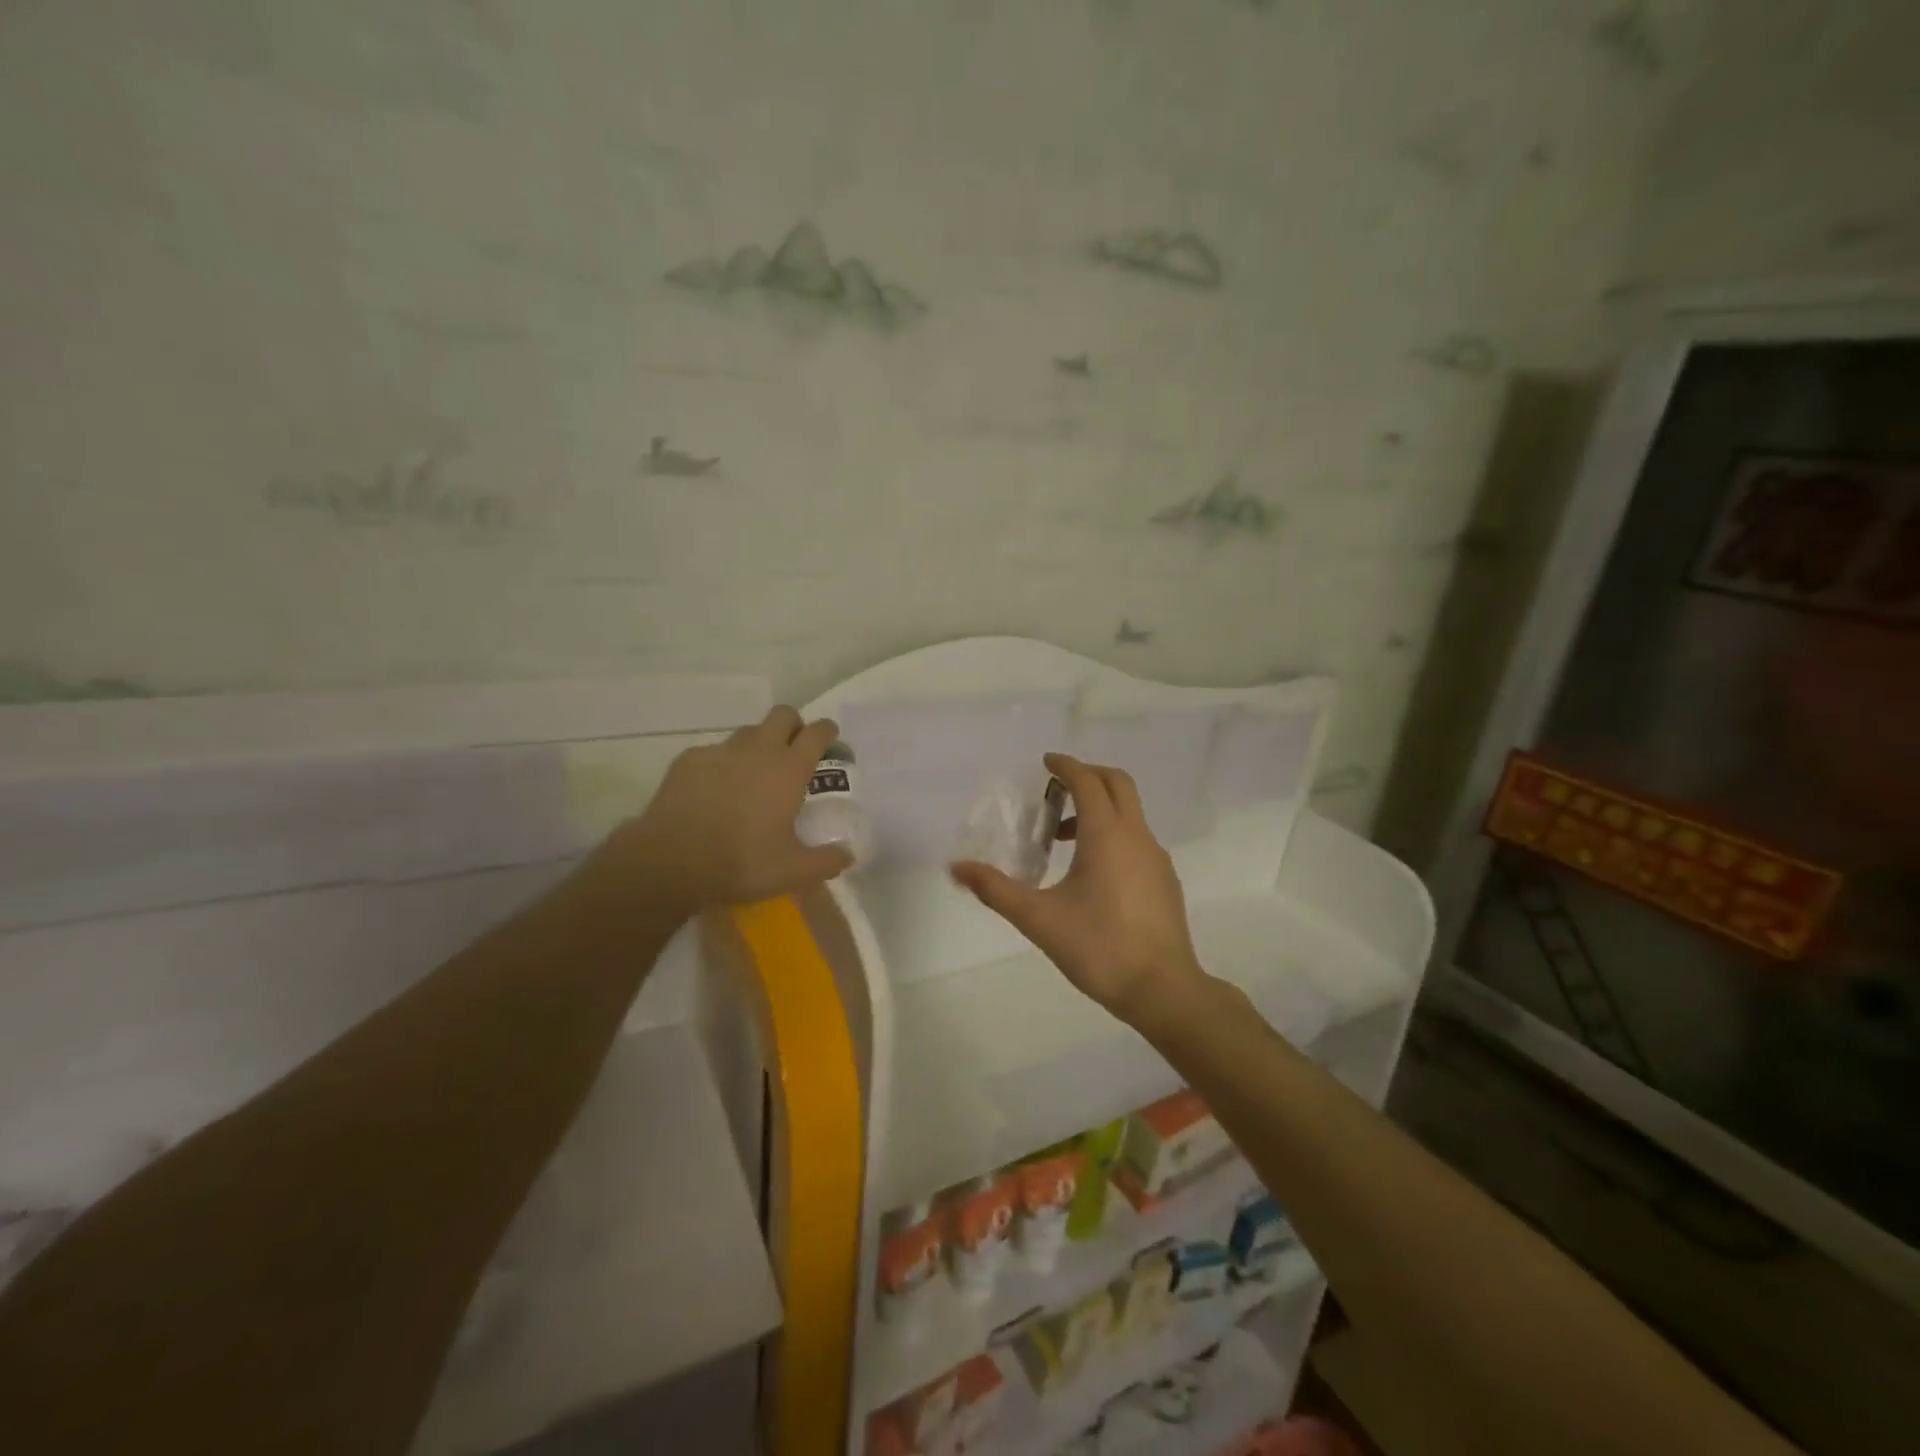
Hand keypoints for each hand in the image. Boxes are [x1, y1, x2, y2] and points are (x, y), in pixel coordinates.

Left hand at [596, 706, 853, 915]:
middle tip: (794, 751)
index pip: (817, 733)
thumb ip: (826, 862)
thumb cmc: (741, 862)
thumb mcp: (792, 872)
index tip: (830, 740)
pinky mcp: (689, 760)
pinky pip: (714, 751)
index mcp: (789, 769)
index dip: (828, 732)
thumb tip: (847, 855)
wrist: (671, 861)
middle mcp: (758, 750)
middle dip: (793, 726)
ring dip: (758, 744)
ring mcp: (721, 751)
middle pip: (783, 715)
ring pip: (748, 731)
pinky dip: (722, 764)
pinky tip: (715, 790)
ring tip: (754, 774)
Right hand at [951, 753, 1207, 1025]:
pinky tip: (1094, 872)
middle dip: (1087, 776)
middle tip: (1056, 790)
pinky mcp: (1165, 880)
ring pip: (1129, 812)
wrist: (1162, 989)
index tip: (1046, 762)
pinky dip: (1114, 833)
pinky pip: (1137, 838)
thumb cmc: (1098, 947)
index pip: (1087, 780)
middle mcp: (1136, 835)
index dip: (1065, 765)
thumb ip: (995, 889)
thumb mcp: (1038, 918)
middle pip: (1117, 784)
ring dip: (1099, 808)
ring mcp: (1156, 857)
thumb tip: (956, 868)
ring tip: (1064, 839)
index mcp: (1107, 834)